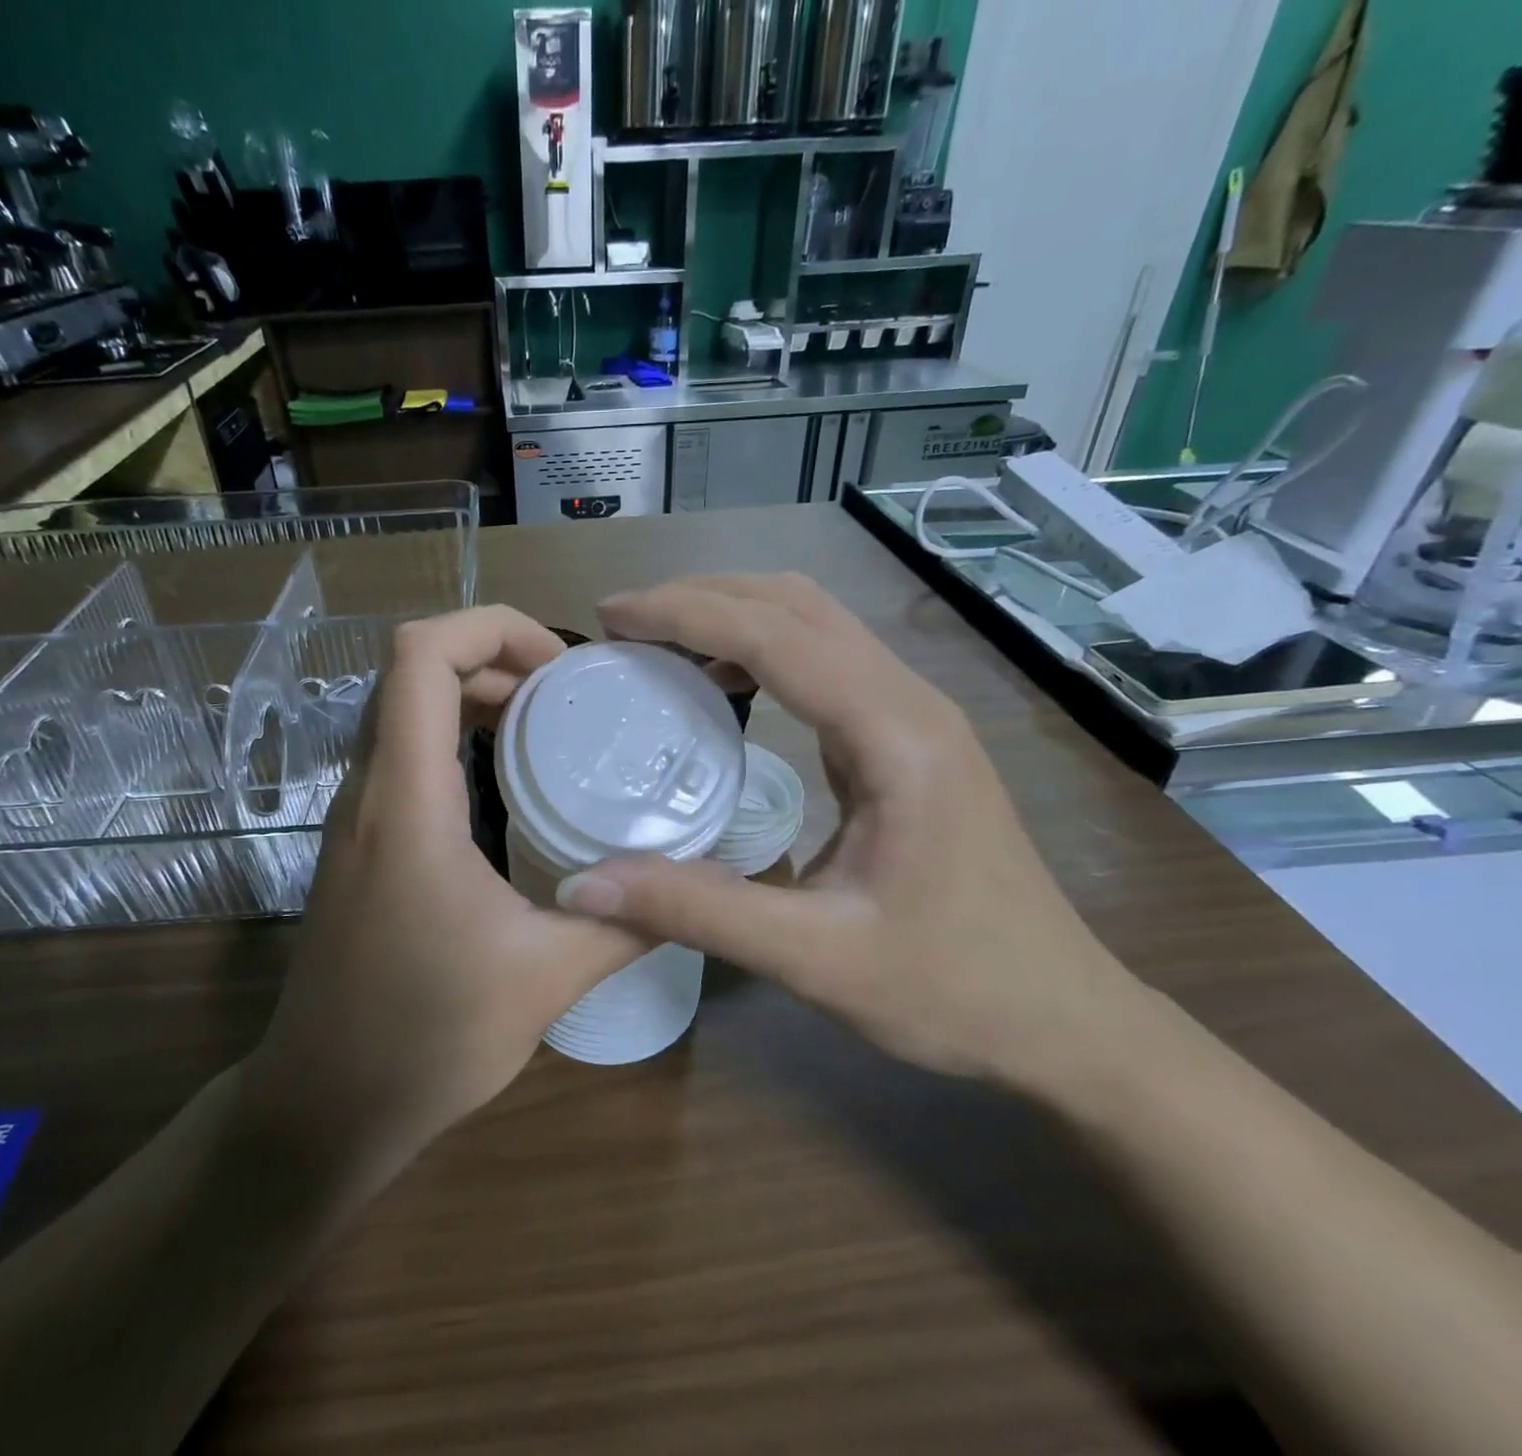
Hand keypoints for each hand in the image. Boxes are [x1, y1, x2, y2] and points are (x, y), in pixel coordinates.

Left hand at [255, 607, 649, 1157]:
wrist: (325, 1105)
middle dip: (493, 656)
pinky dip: (454, 734)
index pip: (419, 656)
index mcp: (407, 805)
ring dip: (472, 693)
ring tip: (547, 724)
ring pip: (402, 708)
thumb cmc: (426, 1040)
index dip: (490, 627)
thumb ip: (628, 923)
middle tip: (567, 695)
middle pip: (411, 669)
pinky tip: (508, 780)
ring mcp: (355, 816)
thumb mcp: (545, 980)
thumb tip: (697, 884)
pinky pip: (402, 752)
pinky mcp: (359, 842)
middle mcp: (369, 792)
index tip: (560, 667)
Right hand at [552, 574, 1134, 1086]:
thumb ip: (698, 911)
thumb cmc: (953, 989)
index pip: (777, 637)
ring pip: (816, 625)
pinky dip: (761, 654)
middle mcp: (910, 704)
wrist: (1063, 1020)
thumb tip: (582, 886)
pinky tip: (722, 687)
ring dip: (734, 618)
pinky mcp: (907, 741)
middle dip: (705, 599)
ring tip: (659, 644)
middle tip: (624, 624)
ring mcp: (915, 719)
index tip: (612, 617)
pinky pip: (826, 665)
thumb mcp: (815, 958)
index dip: (686, 615)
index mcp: (897, 737)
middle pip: (799, 606)